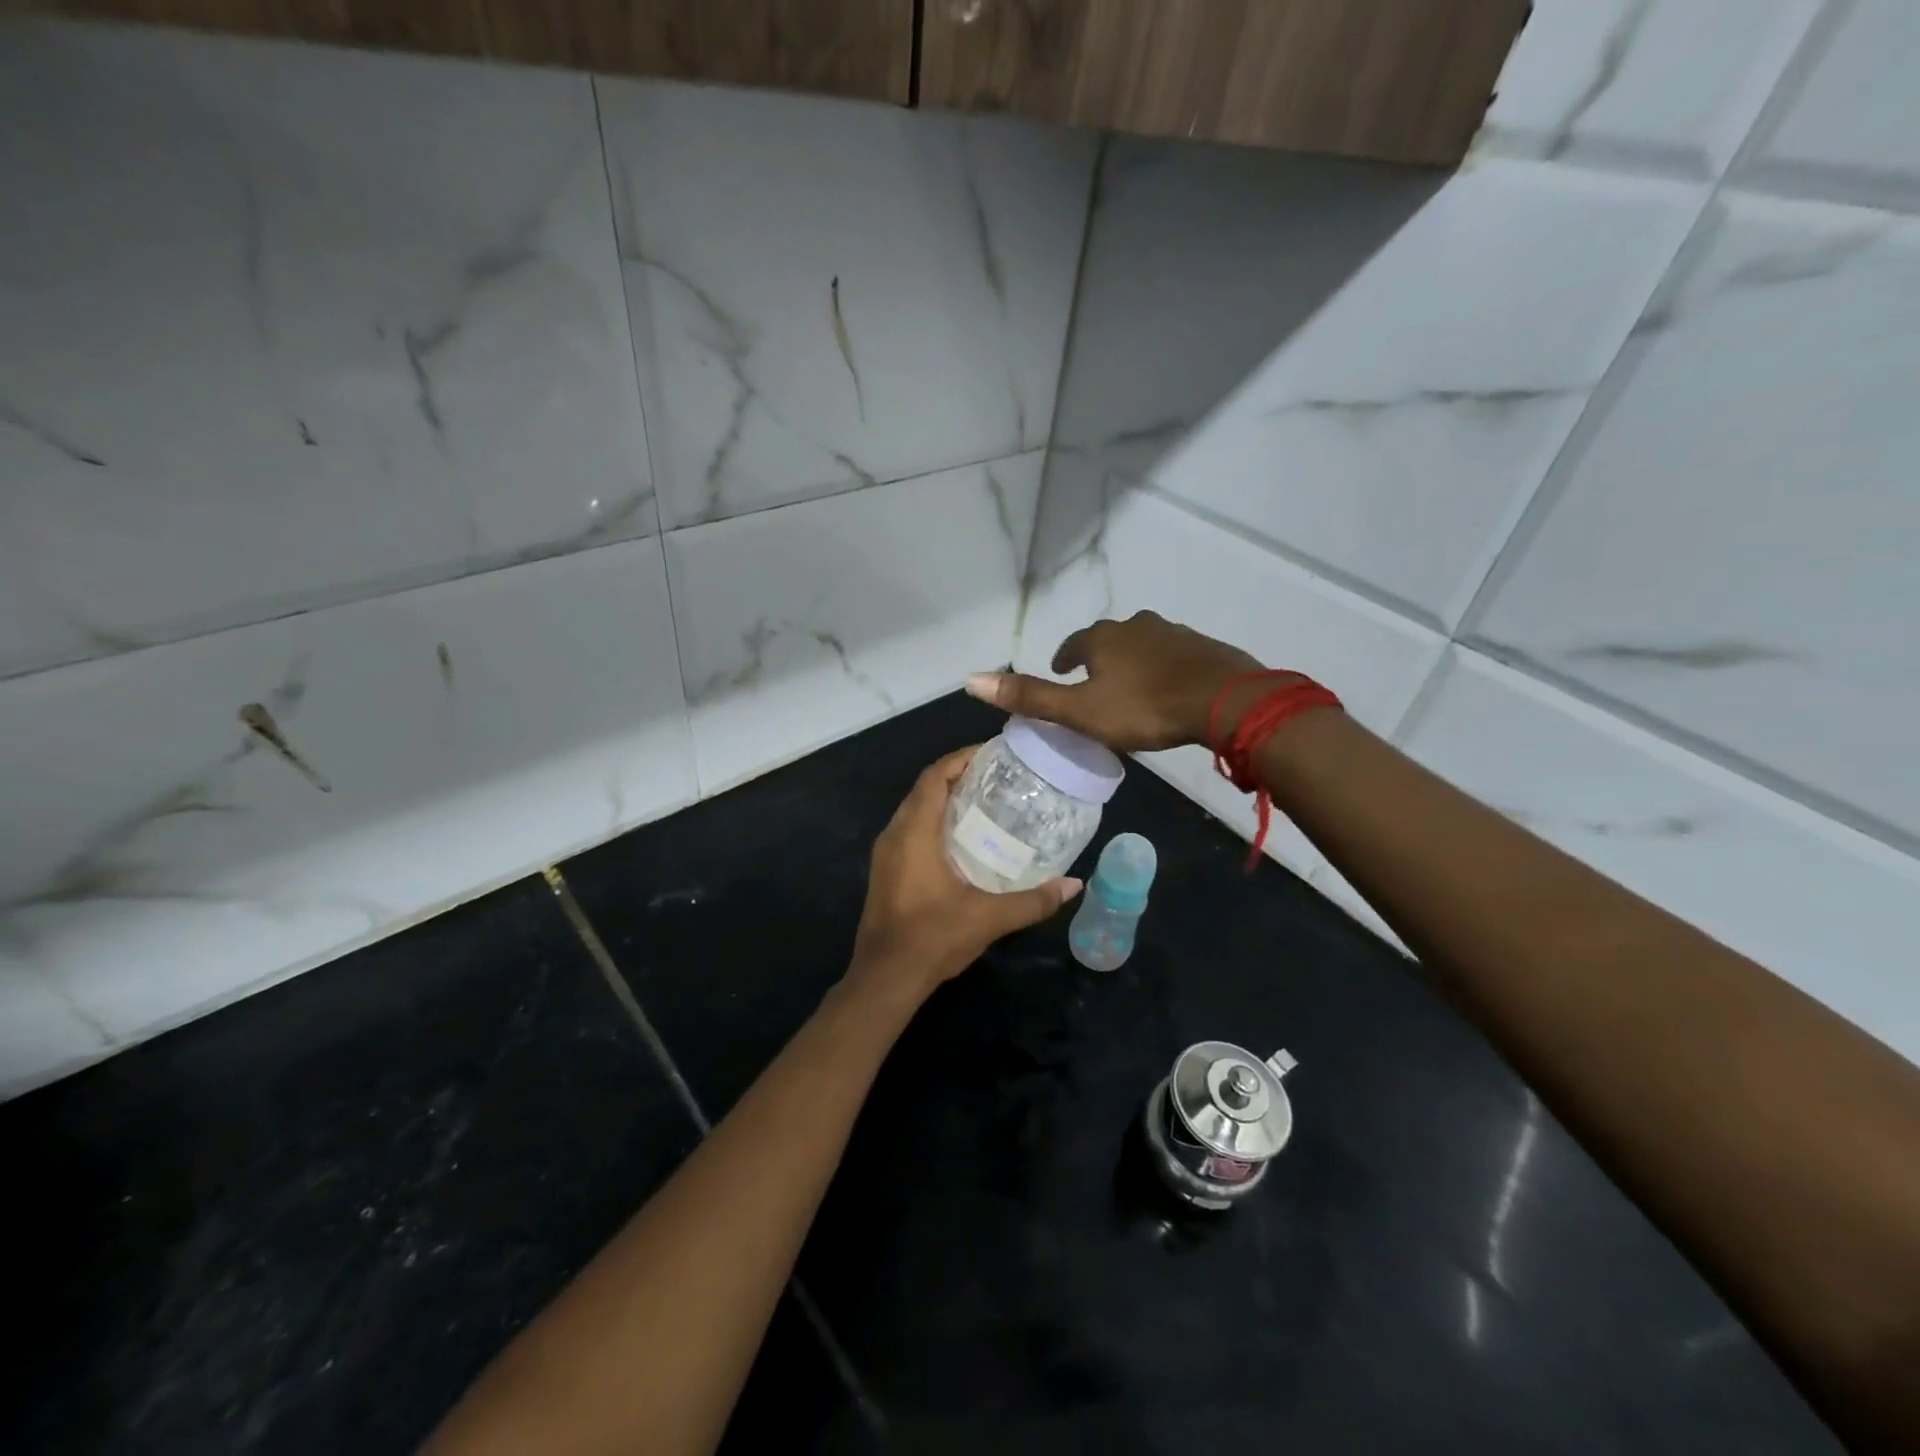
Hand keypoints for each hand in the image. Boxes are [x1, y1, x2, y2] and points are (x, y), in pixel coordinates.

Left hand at [848, 746, 1082, 1000]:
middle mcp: (894, 834)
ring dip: (945, 799)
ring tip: (985, 801)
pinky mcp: (886, 871)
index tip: (992, 753)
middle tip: (997, 777)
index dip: (960, 759)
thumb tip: (1074, 885)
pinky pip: (910, 830)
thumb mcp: (988, 918)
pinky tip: (962, 839)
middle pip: (924, 789)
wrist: (884, 979)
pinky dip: (935, 821)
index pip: (934, 778)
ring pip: (915, 810)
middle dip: (957, 776)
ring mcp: (885, 854)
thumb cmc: (932, 938)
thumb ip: (1033, 901)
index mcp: (914, 833)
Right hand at [966, 611, 1267, 751]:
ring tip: (1129, 686)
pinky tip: (1168, 688)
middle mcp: (1137, 626)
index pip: (1074, 642)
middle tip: (1094, 682)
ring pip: (1143, 644)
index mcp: (1103, 638)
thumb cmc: (1144, 708)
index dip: (1064, 657)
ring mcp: (1174, 634)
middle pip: (1109, 639)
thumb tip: (970, 679)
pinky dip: (1163, 668)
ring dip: (1132, 660)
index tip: (1062, 670)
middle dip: (1099, 656)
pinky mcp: (1204, 648)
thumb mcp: (1080, 711)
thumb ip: (1030, 697)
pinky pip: (1174, 655)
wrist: (1224, 701)